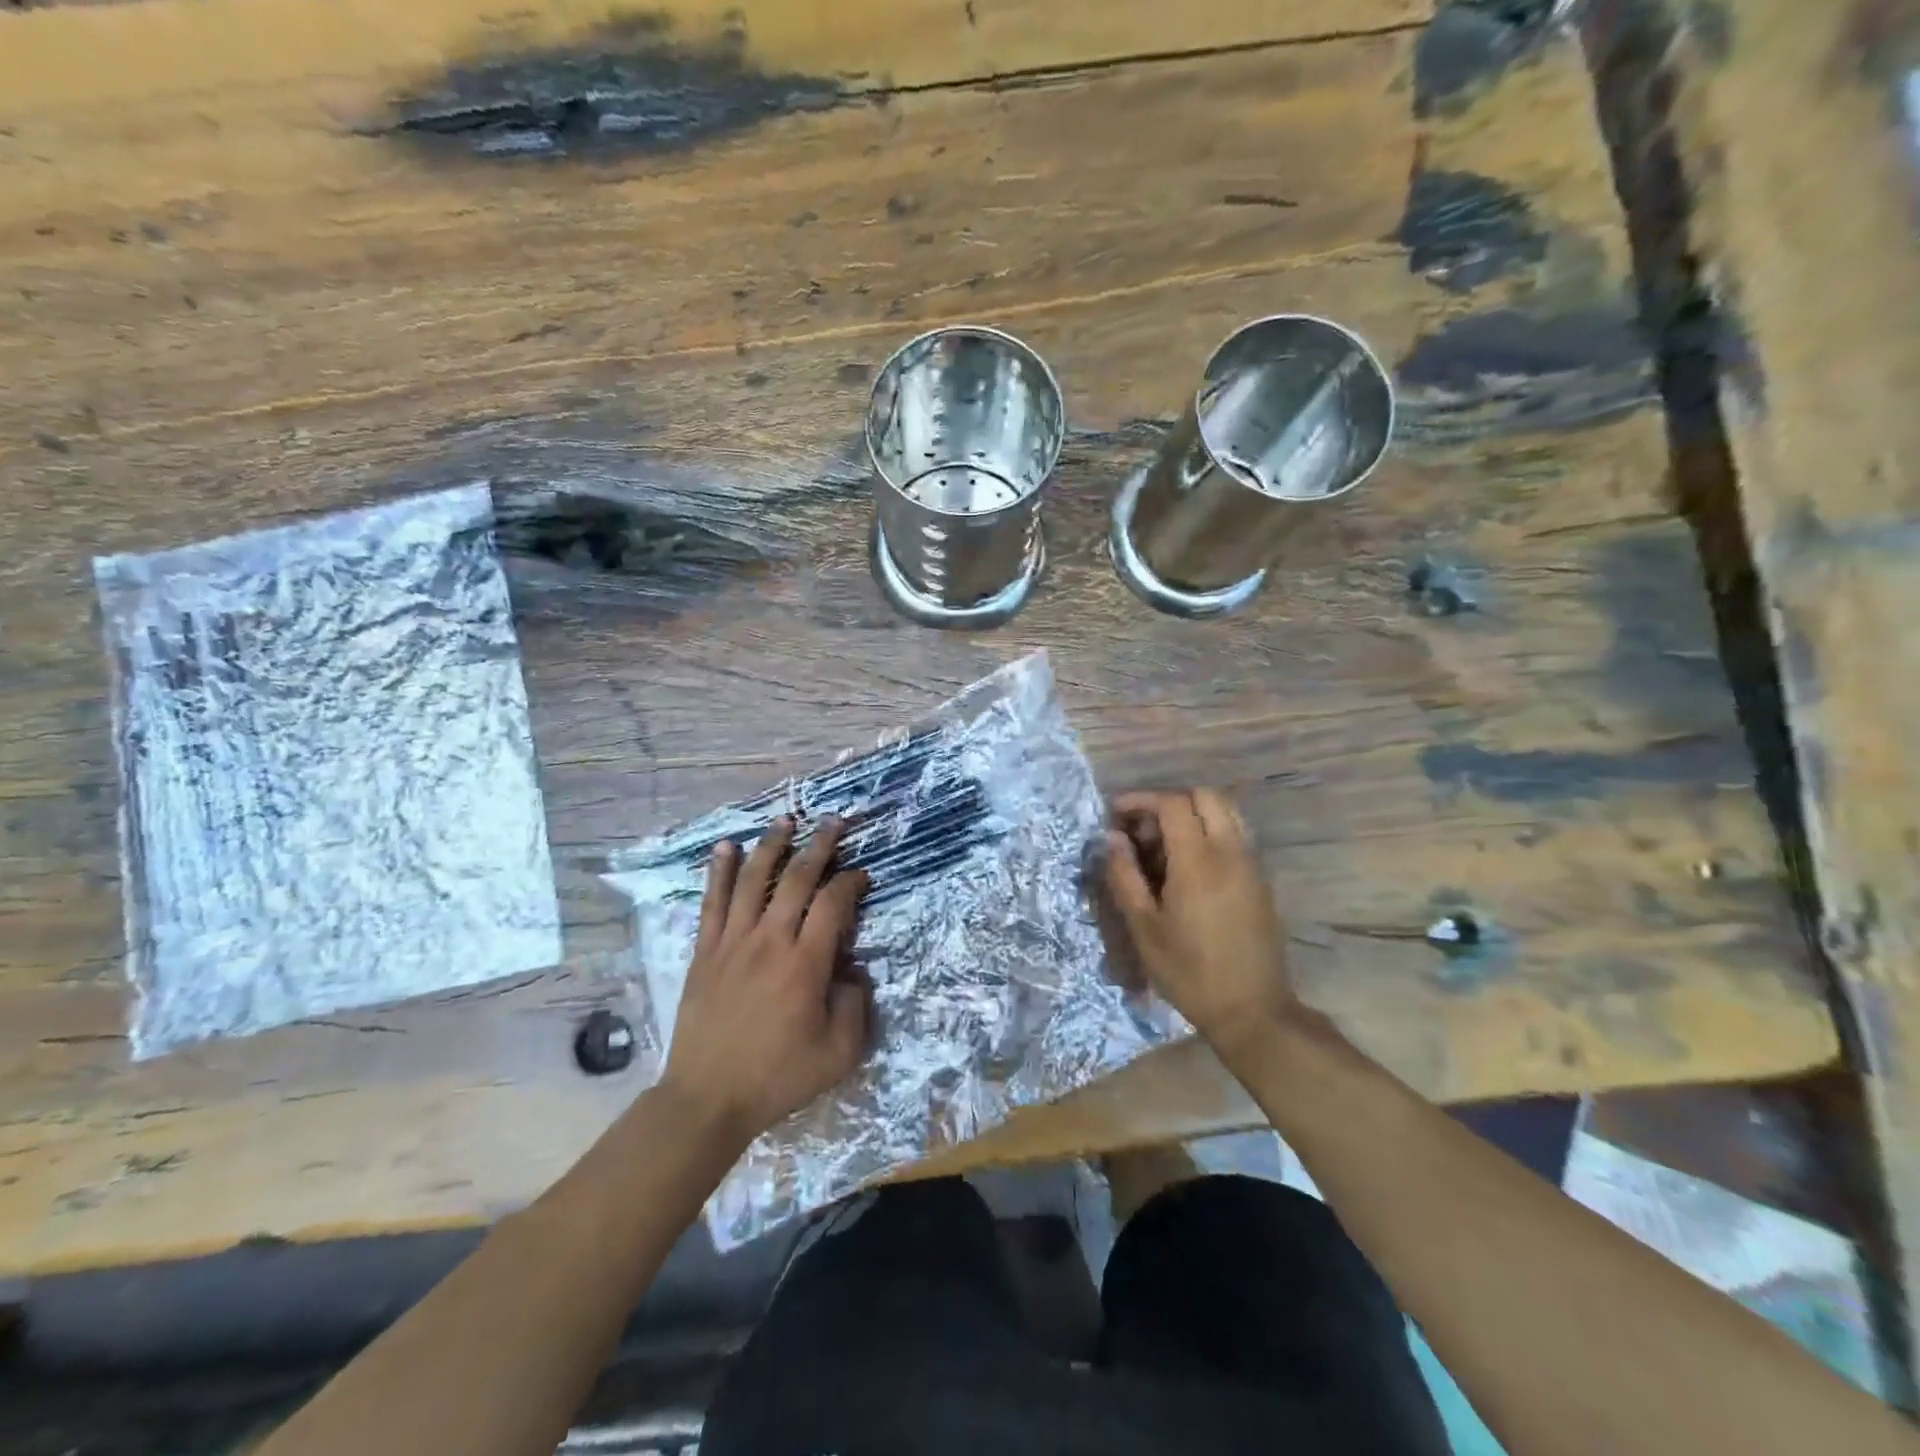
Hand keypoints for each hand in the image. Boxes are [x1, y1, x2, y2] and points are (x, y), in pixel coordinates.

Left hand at [661, 816, 870, 1145]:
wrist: (708, 1098)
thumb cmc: (777, 1077)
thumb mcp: (838, 1055)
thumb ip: (855, 1007)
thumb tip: (852, 972)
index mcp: (805, 964)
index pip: (833, 905)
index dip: (851, 883)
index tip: (862, 875)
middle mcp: (770, 941)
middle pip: (796, 880)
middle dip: (819, 846)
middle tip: (833, 821)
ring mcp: (733, 943)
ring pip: (753, 881)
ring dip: (771, 846)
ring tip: (785, 819)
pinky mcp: (705, 952)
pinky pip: (712, 903)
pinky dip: (718, 872)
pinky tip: (724, 847)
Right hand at [1102, 789, 1298, 1056]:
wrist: (1251, 1010)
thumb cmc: (1189, 971)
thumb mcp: (1144, 927)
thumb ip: (1125, 875)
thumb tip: (1112, 837)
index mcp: (1199, 861)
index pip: (1173, 803)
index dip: (1141, 800)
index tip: (1116, 814)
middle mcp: (1230, 852)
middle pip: (1205, 795)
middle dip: (1169, 801)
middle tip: (1143, 830)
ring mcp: (1251, 864)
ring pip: (1226, 812)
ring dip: (1193, 814)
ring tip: (1165, 846)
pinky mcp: (1261, 880)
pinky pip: (1236, 835)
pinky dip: (1210, 832)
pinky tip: (1188, 867)